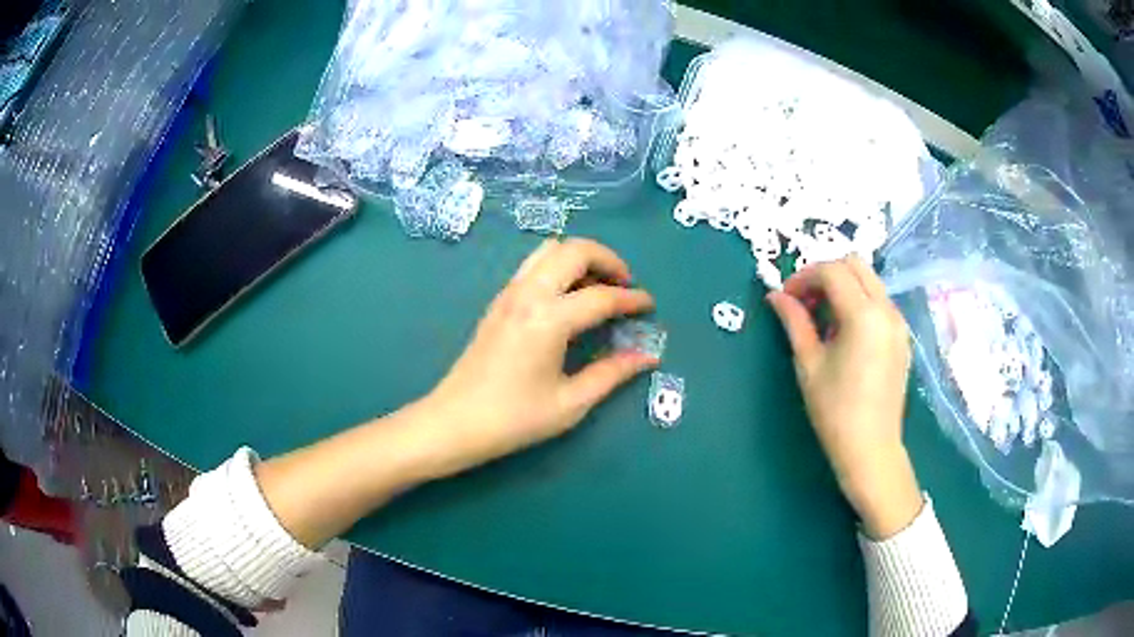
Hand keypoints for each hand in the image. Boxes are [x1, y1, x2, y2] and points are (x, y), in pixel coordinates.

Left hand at [422, 238, 657, 475]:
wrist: (455, 422)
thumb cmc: (514, 418)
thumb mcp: (571, 403)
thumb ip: (612, 374)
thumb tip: (647, 356)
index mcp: (549, 319)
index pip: (601, 297)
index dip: (631, 300)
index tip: (650, 306)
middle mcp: (528, 294)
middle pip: (574, 250)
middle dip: (608, 259)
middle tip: (625, 285)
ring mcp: (509, 293)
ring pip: (550, 249)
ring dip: (580, 258)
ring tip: (598, 287)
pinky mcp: (498, 301)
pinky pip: (533, 265)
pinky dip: (559, 267)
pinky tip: (568, 298)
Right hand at [766, 257, 922, 538]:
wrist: (871, 449)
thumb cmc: (835, 411)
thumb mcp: (809, 364)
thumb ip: (794, 322)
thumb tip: (776, 296)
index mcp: (863, 314)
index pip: (831, 271)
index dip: (803, 278)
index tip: (786, 300)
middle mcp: (887, 309)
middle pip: (854, 264)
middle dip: (825, 274)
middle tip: (805, 302)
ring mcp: (899, 322)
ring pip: (869, 280)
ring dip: (843, 286)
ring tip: (823, 319)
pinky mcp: (902, 336)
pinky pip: (879, 301)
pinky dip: (859, 301)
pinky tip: (844, 333)